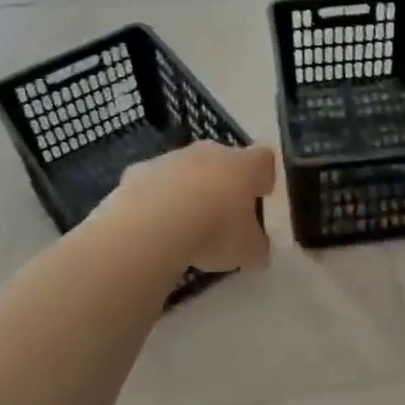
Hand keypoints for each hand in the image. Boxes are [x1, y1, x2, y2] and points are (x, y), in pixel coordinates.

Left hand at [105, 141, 275, 273]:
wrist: (151, 226)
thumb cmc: (214, 232)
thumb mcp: (248, 251)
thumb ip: (257, 245)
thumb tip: (258, 246)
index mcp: (244, 166)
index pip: (264, 160)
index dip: (264, 177)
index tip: (261, 195)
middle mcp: (210, 153)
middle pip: (224, 160)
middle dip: (225, 182)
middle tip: (224, 212)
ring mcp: (172, 158)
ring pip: (187, 169)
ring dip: (189, 189)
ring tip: (185, 224)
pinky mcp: (139, 170)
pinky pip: (155, 182)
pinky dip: (157, 198)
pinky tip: (154, 224)